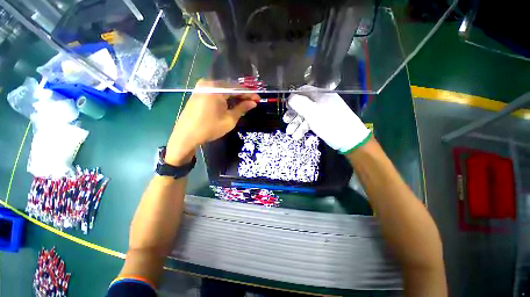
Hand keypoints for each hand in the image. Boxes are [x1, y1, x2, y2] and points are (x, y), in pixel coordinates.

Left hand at [166, 79, 258, 165]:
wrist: (186, 136)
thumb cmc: (210, 128)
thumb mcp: (229, 119)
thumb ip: (242, 108)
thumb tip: (253, 103)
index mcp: (216, 88)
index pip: (238, 88)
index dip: (250, 94)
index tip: (258, 99)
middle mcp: (208, 83)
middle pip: (230, 87)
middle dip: (242, 95)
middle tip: (252, 103)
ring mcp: (201, 87)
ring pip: (223, 90)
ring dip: (234, 97)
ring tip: (243, 105)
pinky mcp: (198, 93)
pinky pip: (215, 93)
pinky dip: (225, 98)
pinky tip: (231, 105)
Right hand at [283, 85, 370, 153]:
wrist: (349, 139)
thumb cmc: (330, 123)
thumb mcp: (313, 113)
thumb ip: (300, 103)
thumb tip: (290, 97)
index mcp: (320, 95)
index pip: (304, 91)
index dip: (293, 97)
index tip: (286, 106)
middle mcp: (321, 102)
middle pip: (303, 105)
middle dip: (293, 114)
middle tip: (285, 121)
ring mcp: (323, 112)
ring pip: (306, 115)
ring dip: (296, 124)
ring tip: (290, 133)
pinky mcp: (323, 122)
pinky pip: (311, 122)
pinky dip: (304, 129)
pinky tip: (298, 136)